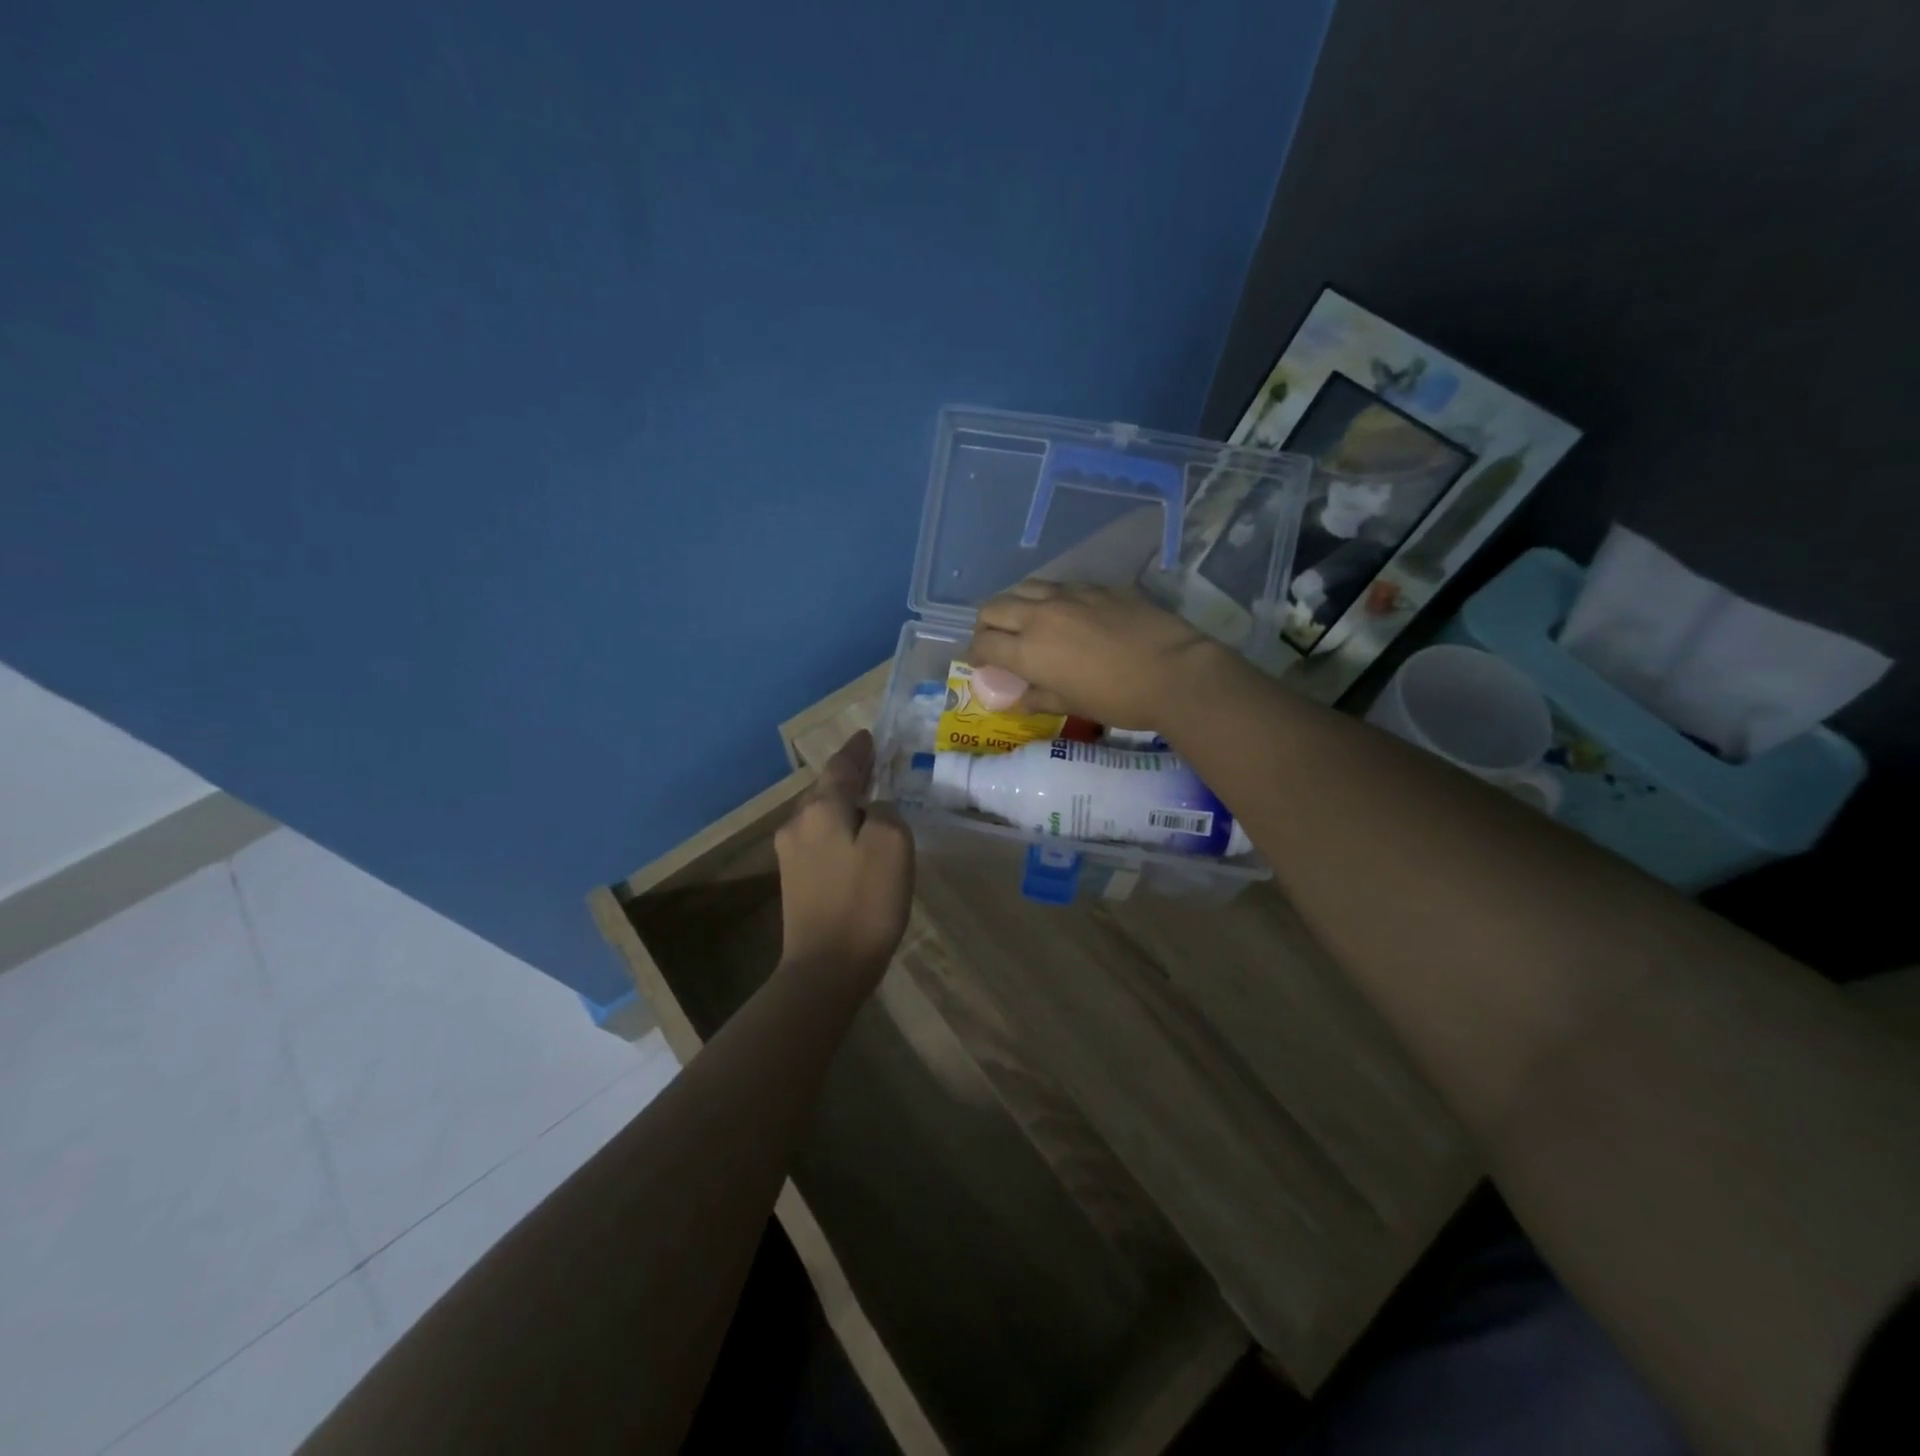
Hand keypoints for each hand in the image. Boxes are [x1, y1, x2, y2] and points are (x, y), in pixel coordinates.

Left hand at [773, 730, 913, 993]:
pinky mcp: (794, 880)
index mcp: (820, 809)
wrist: (826, 968)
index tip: (868, 736)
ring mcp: (790, 853)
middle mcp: (797, 823)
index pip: (841, 766)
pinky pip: (818, 838)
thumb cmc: (864, 902)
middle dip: (849, 775)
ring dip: (842, 802)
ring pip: (820, 814)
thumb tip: (873, 809)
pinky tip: (852, 838)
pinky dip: (837, 828)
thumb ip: (884, 812)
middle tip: (875, 765)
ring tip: (867, 799)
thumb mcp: (891, 844)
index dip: (858, 750)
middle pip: (825, 788)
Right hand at [965, 581, 1228, 730]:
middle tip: (996, 641)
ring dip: (1014, 604)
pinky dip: (1048, 598)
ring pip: (1024, 587)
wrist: (1174, 672)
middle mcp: (1040, 614)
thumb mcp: (1072, 705)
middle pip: (993, 608)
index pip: (983, 644)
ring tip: (1024, 620)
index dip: (975, 654)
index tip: (980, 663)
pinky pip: (1059, 585)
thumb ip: (1037, 698)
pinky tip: (1063, 612)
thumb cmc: (1119, 699)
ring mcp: (1070, 594)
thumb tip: (1016, 700)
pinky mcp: (1097, 586)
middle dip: (986, 625)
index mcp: (1028, 650)